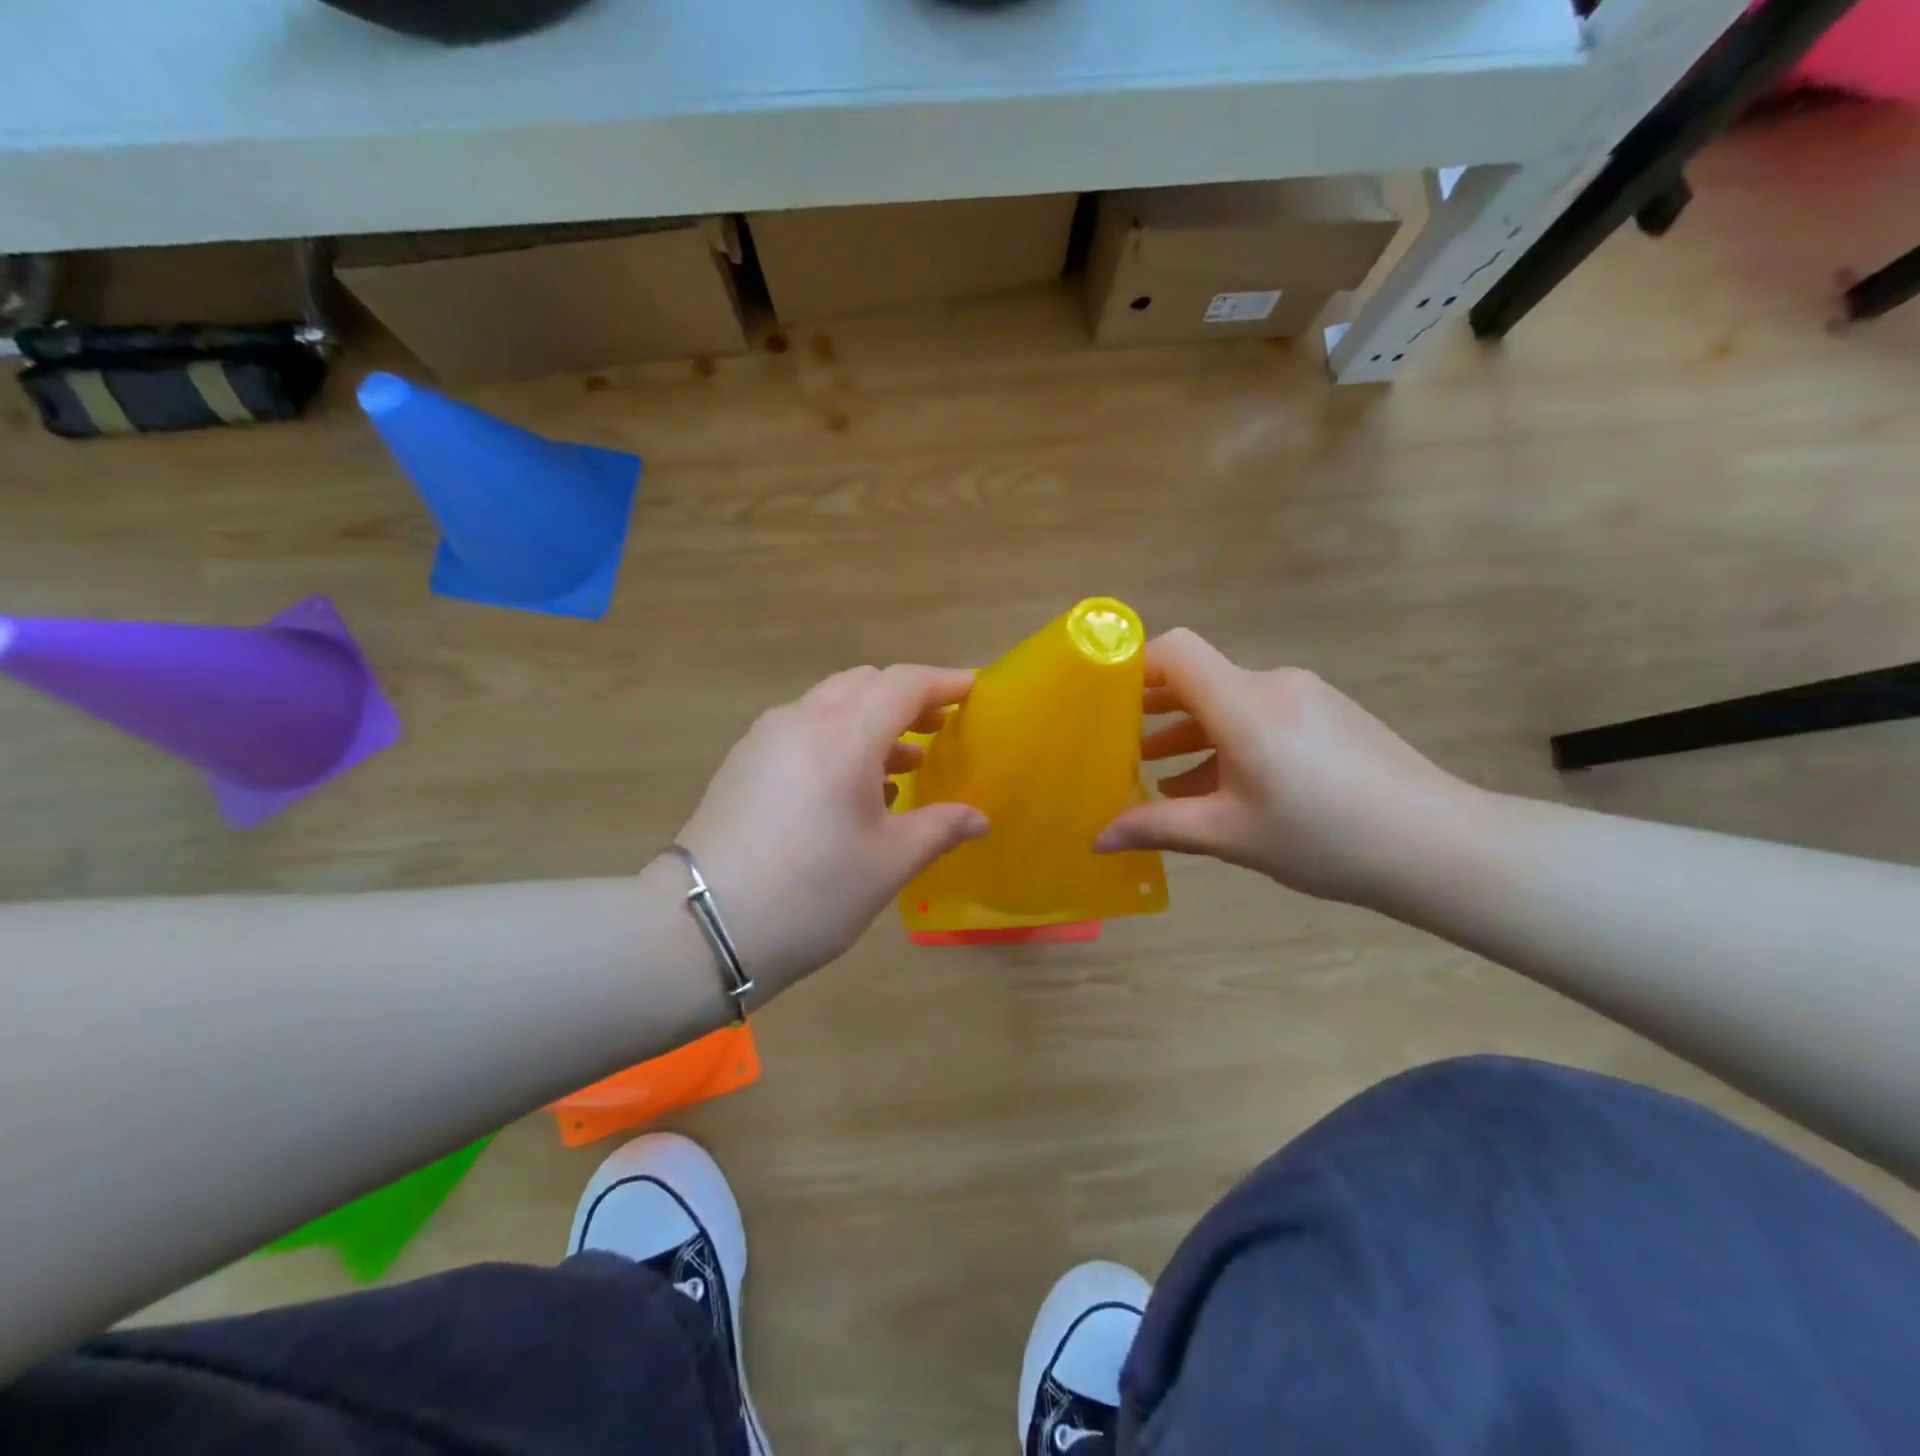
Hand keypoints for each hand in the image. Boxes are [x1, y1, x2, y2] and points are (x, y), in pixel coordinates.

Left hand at [674, 665, 989, 998]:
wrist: (700, 927)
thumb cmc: (811, 893)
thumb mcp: (888, 863)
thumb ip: (939, 829)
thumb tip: (979, 818)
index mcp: (844, 736)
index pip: (902, 684)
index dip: (943, 682)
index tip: (973, 689)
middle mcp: (802, 720)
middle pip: (864, 684)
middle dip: (906, 698)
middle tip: (940, 725)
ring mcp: (765, 738)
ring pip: (830, 704)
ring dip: (872, 720)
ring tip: (905, 763)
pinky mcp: (743, 761)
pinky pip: (803, 729)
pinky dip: (838, 738)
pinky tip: (852, 787)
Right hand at [1094, 629, 1481, 905]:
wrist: (1441, 847)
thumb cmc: (1325, 837)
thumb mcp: (1230, 835)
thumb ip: (1158, 827)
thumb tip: (1097, 839)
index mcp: (1244, 704)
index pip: (1176, 650)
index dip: (1134, 665)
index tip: (1103, 700)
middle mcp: (1273, 684)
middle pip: (1199, 677)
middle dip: (1154, 708)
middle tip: (1118, 744)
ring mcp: (1305, 697)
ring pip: (1229, 701)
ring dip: (1190, 730)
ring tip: (1158, 773)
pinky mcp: (1328, 714)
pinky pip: (1260, 714)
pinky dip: (1228, 739)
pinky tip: (1218, 785)